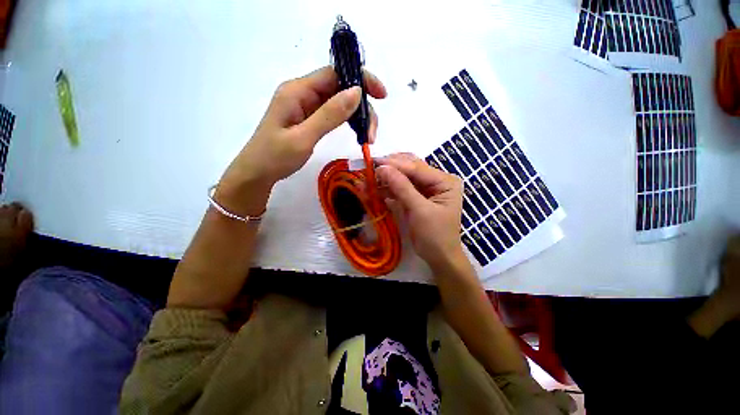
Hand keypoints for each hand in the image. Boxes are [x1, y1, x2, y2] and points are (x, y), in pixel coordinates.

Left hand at [217, 66, 386, 214]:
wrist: (257, 173)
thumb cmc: (275, 157)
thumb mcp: (304, 137)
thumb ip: (329, 114)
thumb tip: (357, 92)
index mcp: (297, 90)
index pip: (335, 73)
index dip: (361, 79)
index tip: (381, 96)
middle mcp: (303, 93)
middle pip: (341, 88)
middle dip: (362, 107)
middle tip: (372, 133)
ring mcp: (306, 106)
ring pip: (340, 102)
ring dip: (357, 117)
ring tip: (368, 137)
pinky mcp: (309, 119)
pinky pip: (333, 113)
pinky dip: (348, 122)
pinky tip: (357, 133)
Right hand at [375, 153, 464, 268]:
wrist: (438, 257)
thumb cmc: (435, 235)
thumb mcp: (420, 210)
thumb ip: (402, 188)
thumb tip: (383, 168)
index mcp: (444, 181)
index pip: (417, 168)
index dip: (395, 164)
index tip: (374, 162)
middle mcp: (435, 181)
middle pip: (409, 169)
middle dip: (389, 169)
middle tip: (369, 168)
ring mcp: (424, 189)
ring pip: (402, 178)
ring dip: (385, 179)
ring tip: (367, 180)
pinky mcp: (414, 198)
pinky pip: (399, 189)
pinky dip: (386, 190)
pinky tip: (373, 190)